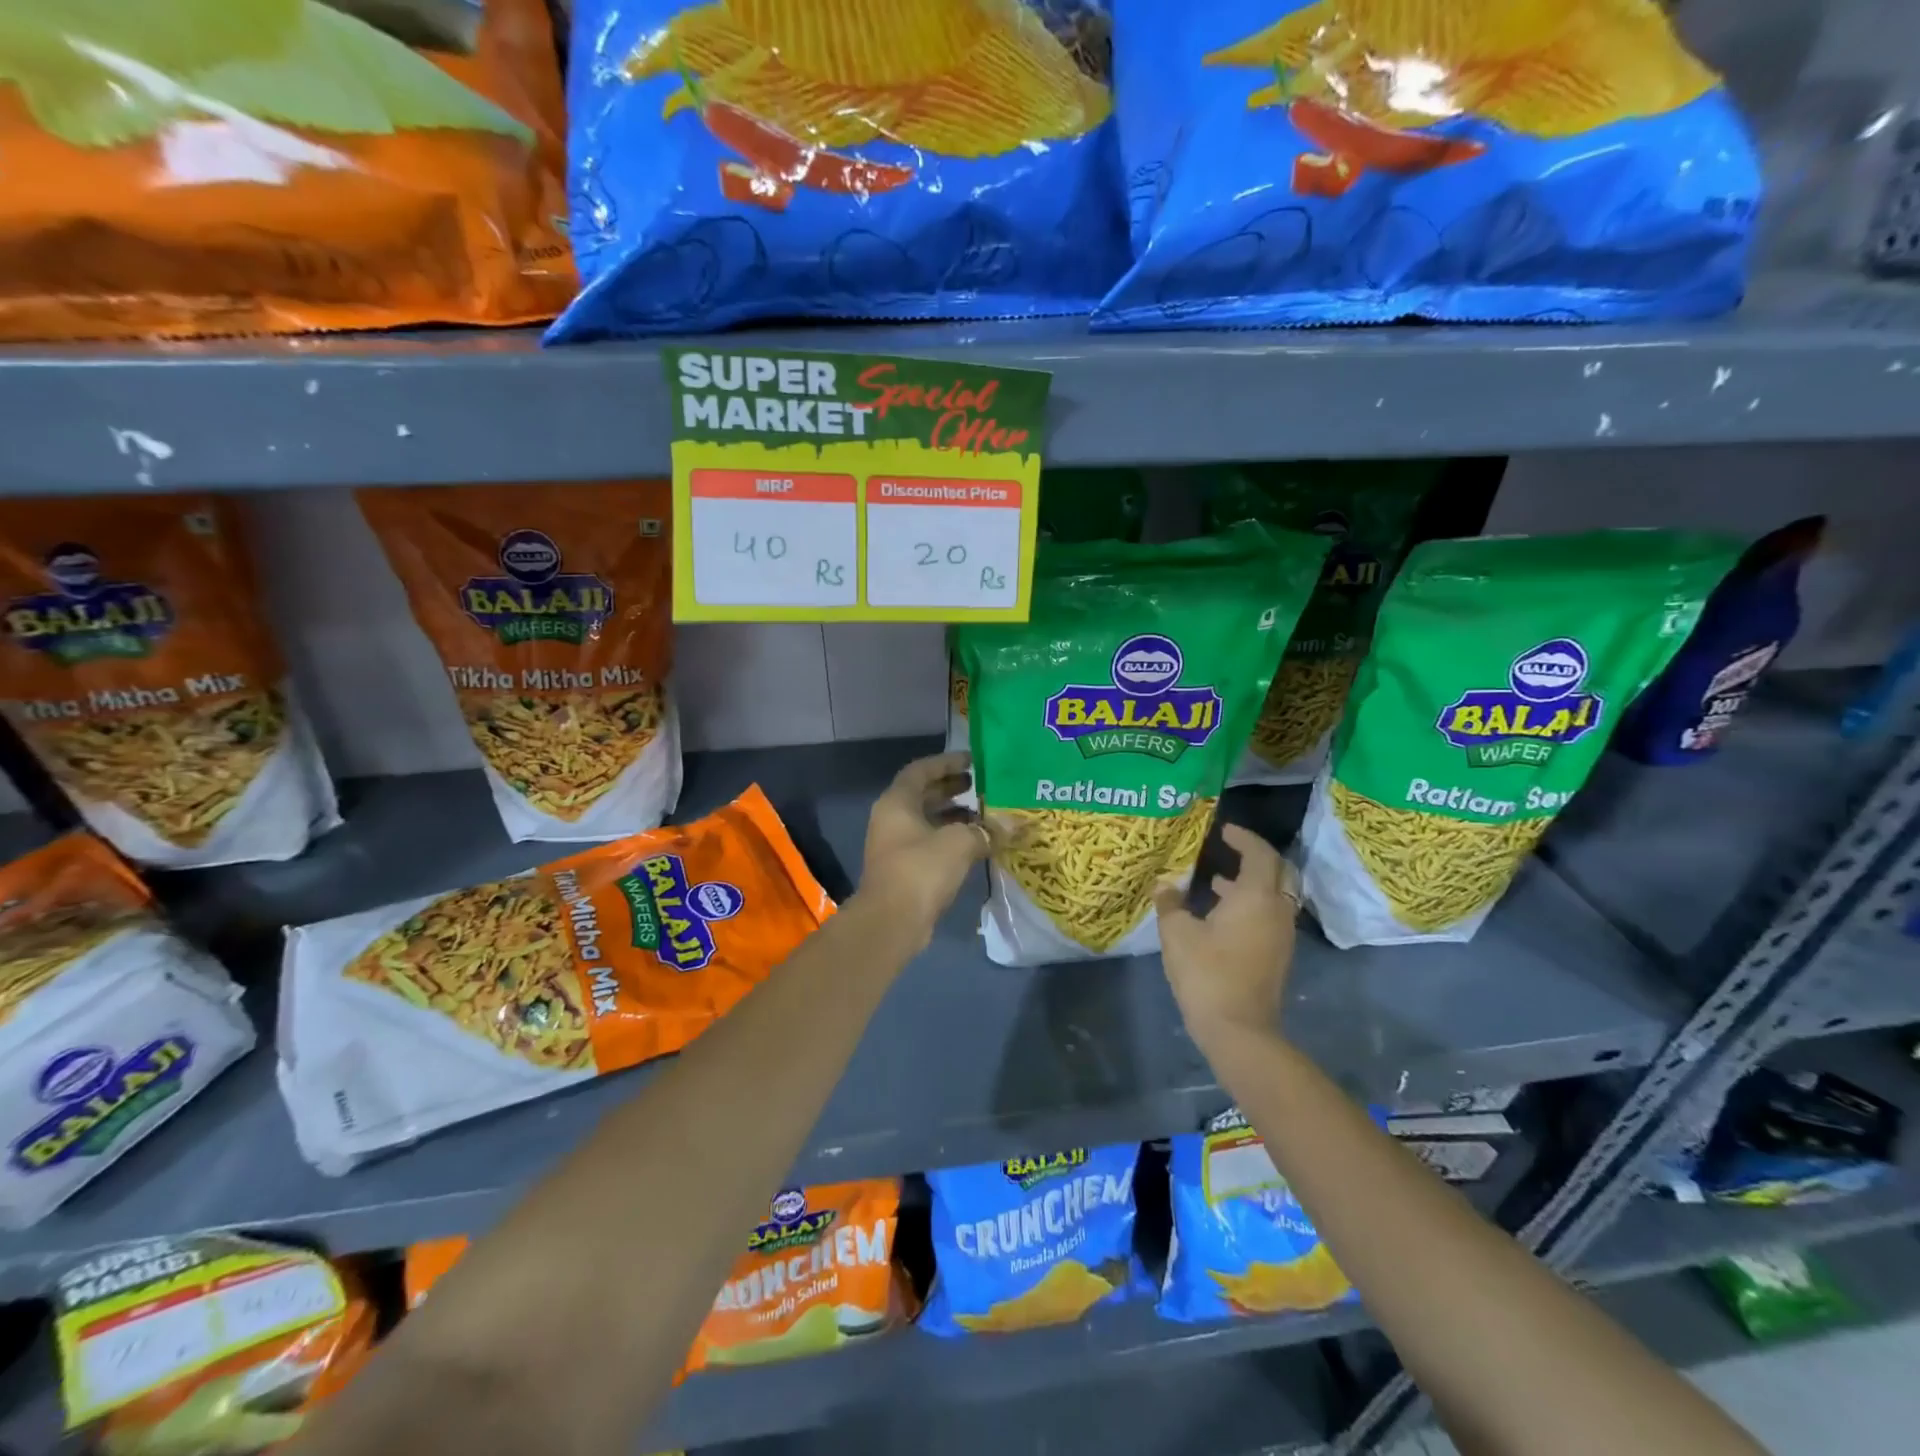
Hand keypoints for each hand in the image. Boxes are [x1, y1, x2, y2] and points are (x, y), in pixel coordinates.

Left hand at [859, 752, 996, 943]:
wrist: (891, 922)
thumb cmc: (921, 870)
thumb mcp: (959, 843)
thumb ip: (987, 829)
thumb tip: (1015, 824)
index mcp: (897, 802)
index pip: (921, 770)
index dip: (947, 762)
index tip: (973, 761)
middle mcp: (892, 819)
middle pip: (923, 795)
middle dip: (952, 789)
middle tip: (982, 786)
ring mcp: (896, 846)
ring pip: (928, 821)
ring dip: (955, 816)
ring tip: (986, 814)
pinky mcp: (905, 870)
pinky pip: (930, 844)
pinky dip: (952, 839)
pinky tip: (977, 844)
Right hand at [1154, 823, 1298, 1049]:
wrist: (1238, 1029)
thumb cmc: (1207, 972)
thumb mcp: (1177, 933)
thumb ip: (1171, 903)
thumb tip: (1165, 885)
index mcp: (1256, 896)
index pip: (1259, 853)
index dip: (1243, 837)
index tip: (1223, 830)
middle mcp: (1276, 910)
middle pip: (1277, 871)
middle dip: (1254, 857)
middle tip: (1227, 850)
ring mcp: (1281, 934)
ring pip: (1273, 895)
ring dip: (1251, 883)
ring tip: (1216, 881)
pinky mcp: (1277, 954)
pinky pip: (1269, 915)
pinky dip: (1251, 904)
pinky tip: (1220, 914)